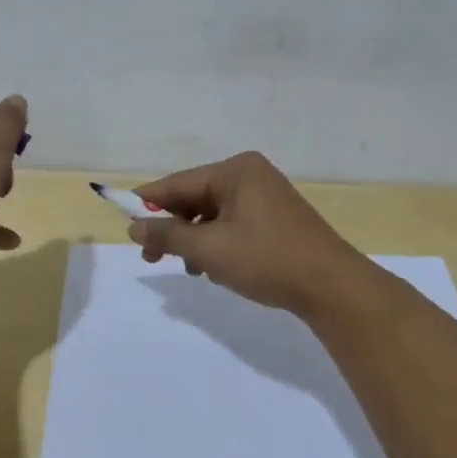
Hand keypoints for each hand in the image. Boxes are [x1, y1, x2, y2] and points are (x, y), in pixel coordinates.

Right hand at [128, 151, 369, 313]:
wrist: (331, 286)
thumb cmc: (267, 260)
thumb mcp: (209, 249)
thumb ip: (168, 235)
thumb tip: (133, 226)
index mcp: (235, 171)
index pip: (178, 183)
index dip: (148, 204)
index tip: (124, 224)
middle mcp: (251, 175)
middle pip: (195, 197)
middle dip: (174, 228)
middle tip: (152, 258)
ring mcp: (266, 197)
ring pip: (213, 215)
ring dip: (195, 240)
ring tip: (192, 269)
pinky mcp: (276, 219)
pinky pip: (233, 224)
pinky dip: (218, 244)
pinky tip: (215, 269)